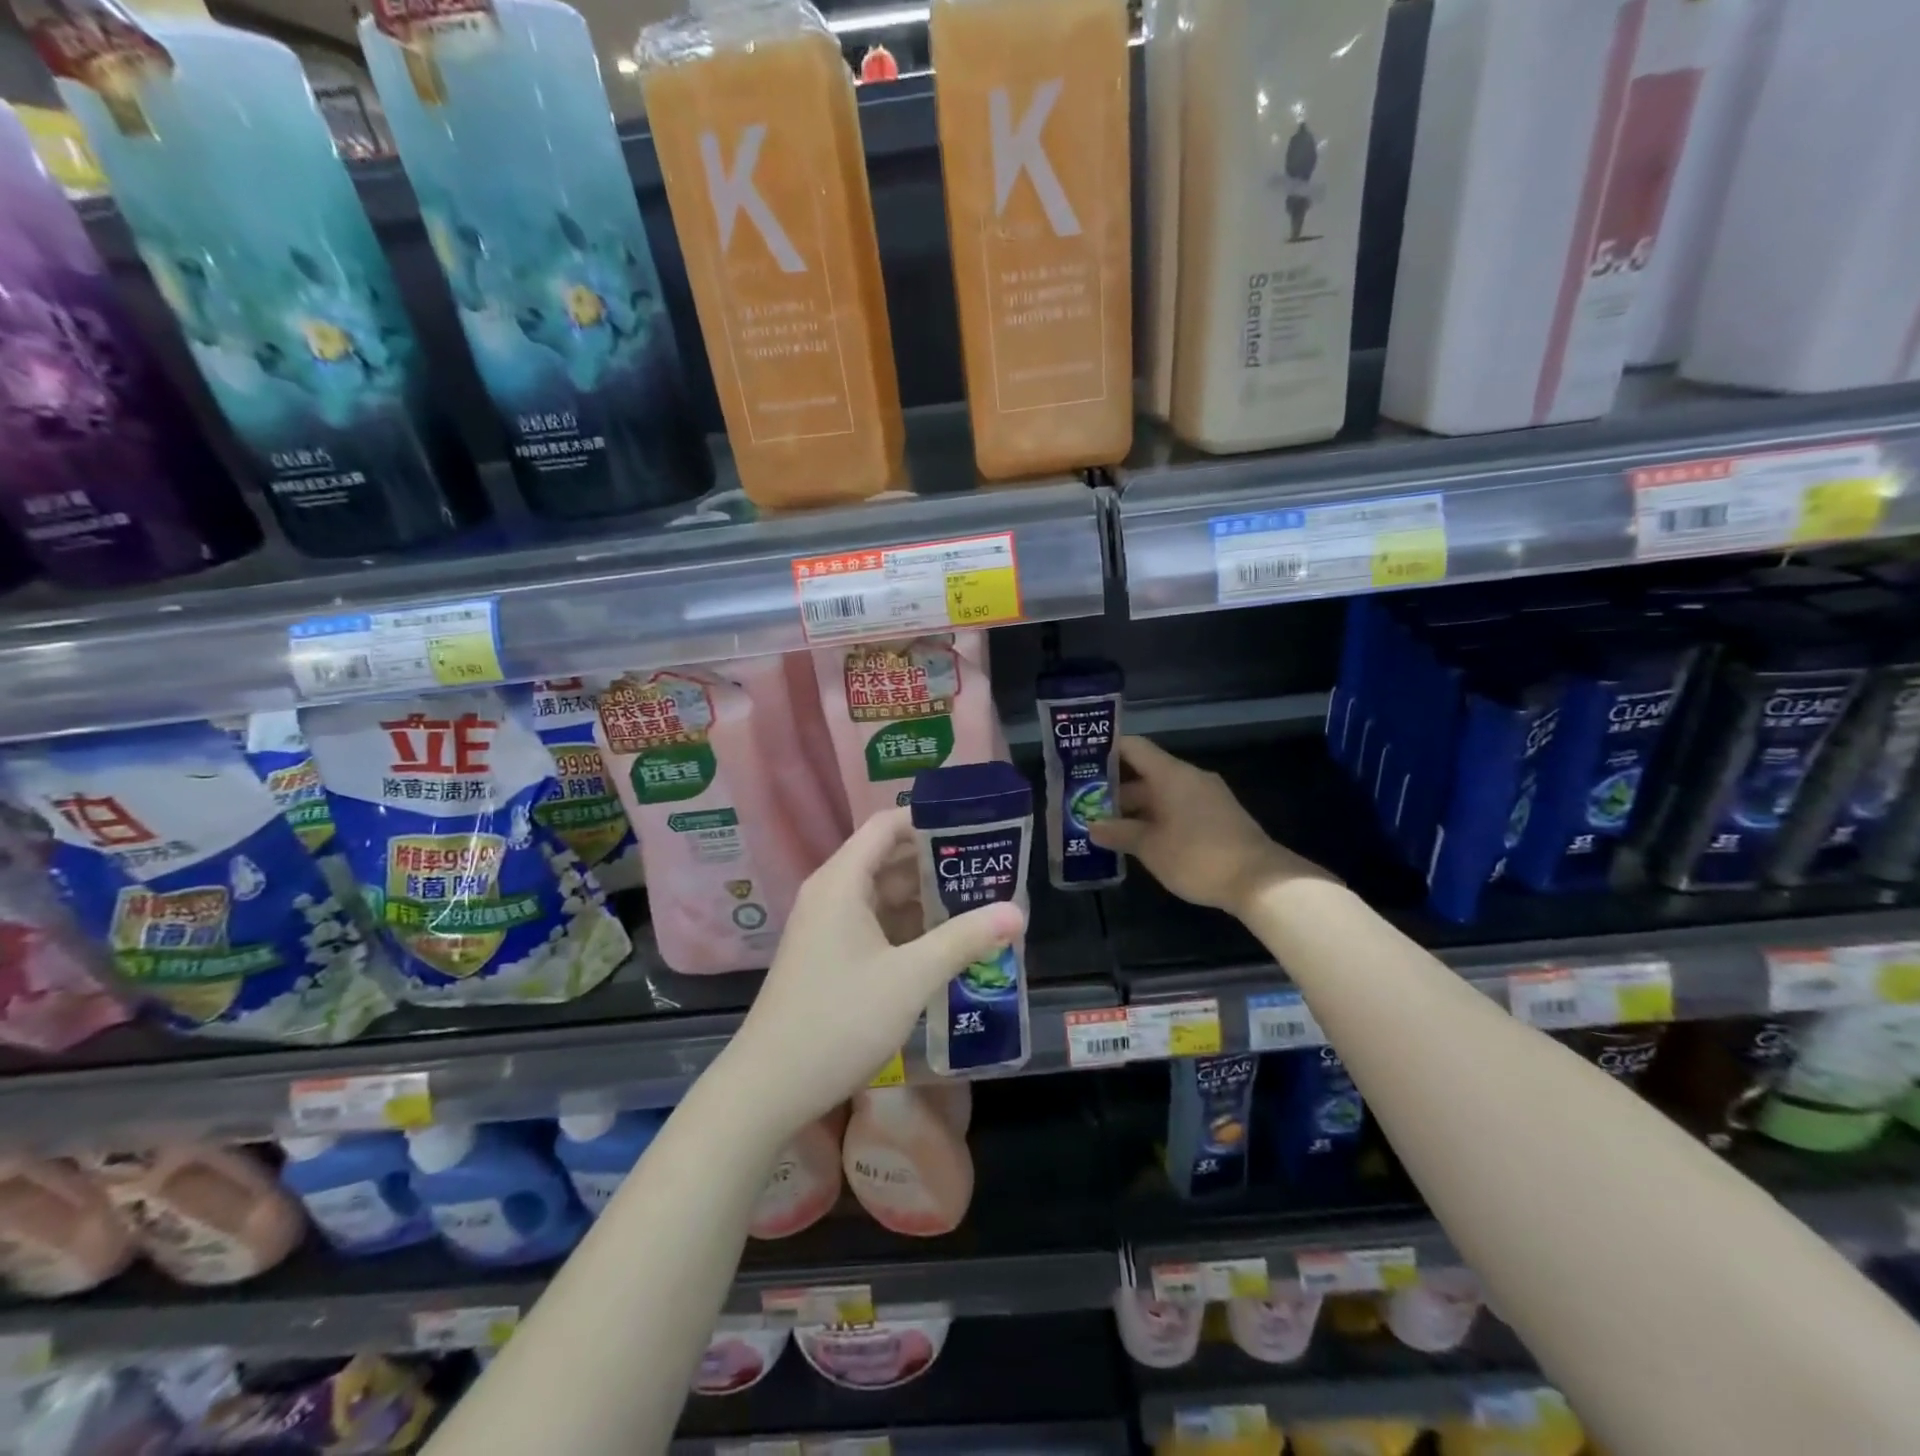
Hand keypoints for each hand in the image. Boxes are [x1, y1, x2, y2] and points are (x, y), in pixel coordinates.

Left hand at [728, 808, 1024, 1130]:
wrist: (768, 1087)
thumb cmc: (839, 1020)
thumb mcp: (911, 978)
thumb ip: (964, 940)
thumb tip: (1017, 912)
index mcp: (842, 881)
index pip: (887, 826)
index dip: (929, 820)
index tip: (974, 827)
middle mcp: (831, 894)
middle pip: (888, 858)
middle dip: (938, 861)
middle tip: (990, 868)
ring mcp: (827, 927)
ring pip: (883, 895)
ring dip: (926, 897)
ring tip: (979, 902)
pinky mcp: (829, 956)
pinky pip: (874, 924)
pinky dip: (908, 926)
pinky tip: (944, 942)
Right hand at [1088, 736, 1330, 916]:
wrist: (1260, 881)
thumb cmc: (1197, 856)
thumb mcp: (1150, 847)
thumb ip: (1119, 833)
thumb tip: (1092, 826)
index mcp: (1171, 774)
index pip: (1133, 748)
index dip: (1106, 751)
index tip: (1080, 762)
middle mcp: (1189, 777)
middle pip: (1145, 772)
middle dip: (1115, 788)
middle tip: (1084, 803)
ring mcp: (1206, 796)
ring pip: (1162, 792)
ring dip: (1136, 807)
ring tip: (1106, 824)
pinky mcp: (1218, 816)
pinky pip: (1178, 806)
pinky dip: (1156, 816)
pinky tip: (1140, 837)